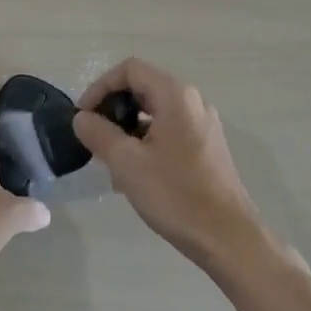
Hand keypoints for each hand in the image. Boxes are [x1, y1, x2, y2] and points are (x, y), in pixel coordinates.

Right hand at [74, 58, 265, 268]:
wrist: (229, 240)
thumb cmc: (176, 195)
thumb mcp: (127, 163)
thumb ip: (99, 133)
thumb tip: (81, 118)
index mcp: (175, 95)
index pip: (130, 69)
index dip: (100, 87)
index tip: (84, 116)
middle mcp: (192, 101)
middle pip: (143, 87)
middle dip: (113, 108)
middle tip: (94, 137)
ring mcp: (203, 125)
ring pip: (155, 112)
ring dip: (128, 128)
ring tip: (110, 160)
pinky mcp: (207, 147)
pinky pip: (169, 130)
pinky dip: (146, 141)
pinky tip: (135, 174)